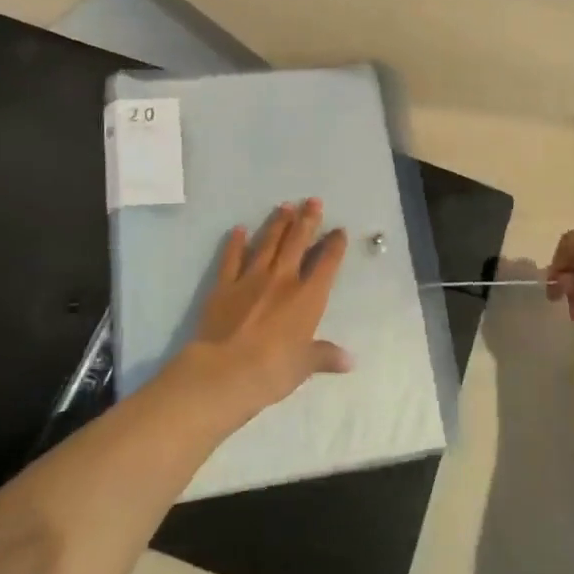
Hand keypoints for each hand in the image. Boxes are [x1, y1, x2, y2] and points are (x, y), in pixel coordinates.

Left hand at [170, 198, 349, 419]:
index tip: (339, 230)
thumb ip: (326, 356)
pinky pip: (232, 258)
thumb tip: (350, 360)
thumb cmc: (272, 370)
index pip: (326, 264)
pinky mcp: (224, 285)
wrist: (224, 372)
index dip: (334, 246)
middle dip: (307, 220)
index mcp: (307, 298)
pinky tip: (240, 229)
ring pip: (268, 243)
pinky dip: (236, 242)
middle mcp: (282, 280)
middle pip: (297, 243)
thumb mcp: (305, 365)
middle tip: (313, 201)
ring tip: (285, 206)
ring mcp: (251, 278)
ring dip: (278, 223)